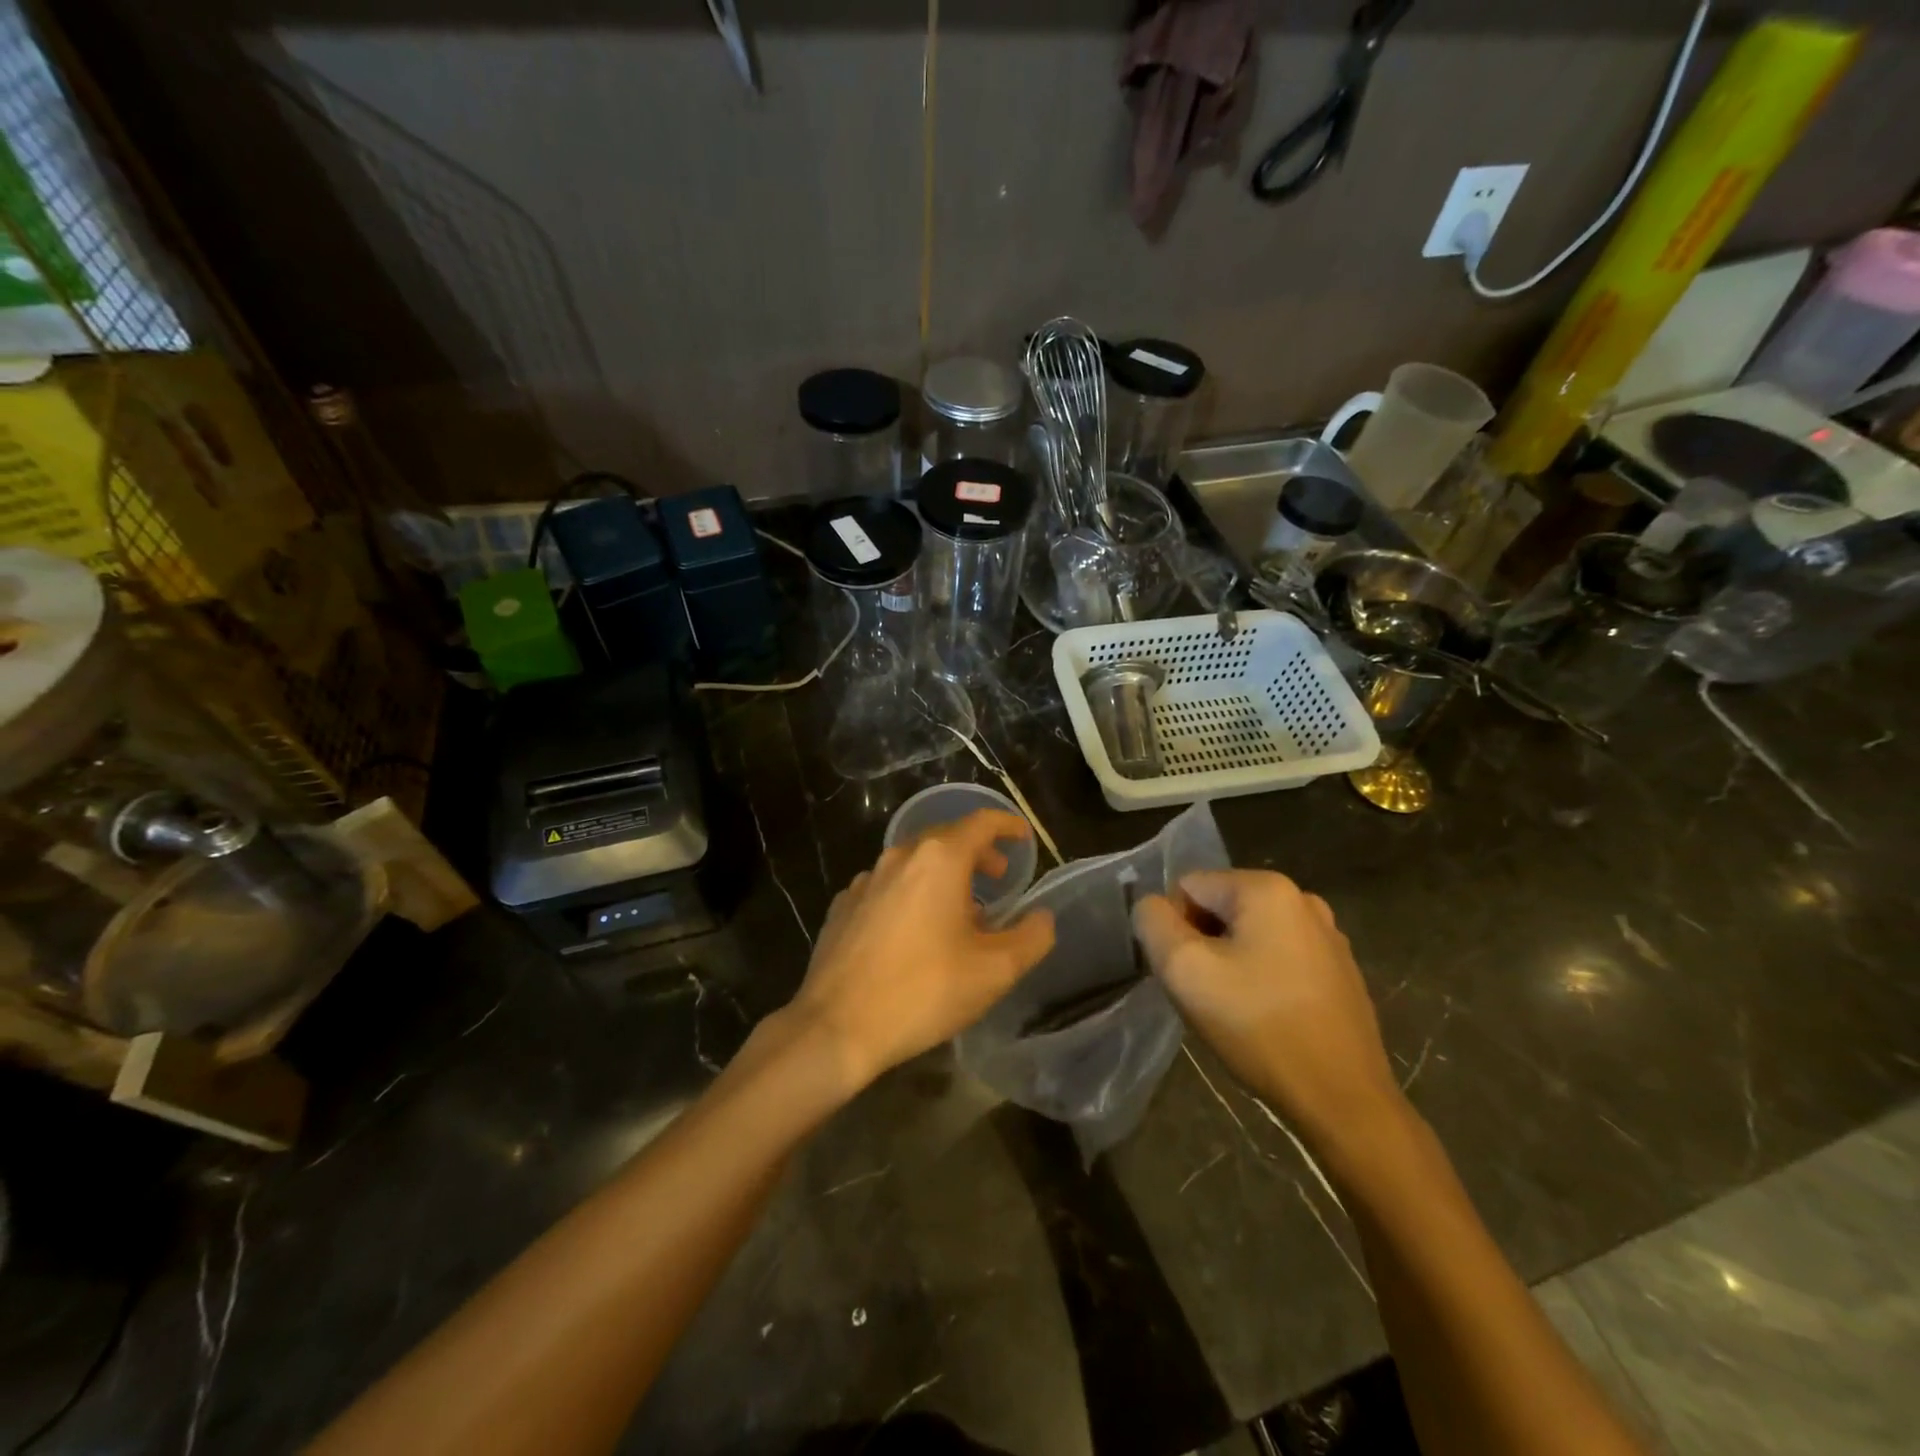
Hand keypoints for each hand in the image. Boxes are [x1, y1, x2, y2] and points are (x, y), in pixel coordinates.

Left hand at [790, 809, 1054, 1092]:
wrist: (836, 1026)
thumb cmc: (923, 991)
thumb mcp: (994, 971)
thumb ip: (1032, 937)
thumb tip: (1042, 917)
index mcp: (939, 860)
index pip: (981, 822)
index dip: (1007, 825)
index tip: (1023, 838)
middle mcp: (900, 857)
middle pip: (947, 839)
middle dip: (977, 853)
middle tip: (998, 880)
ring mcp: (865, 880)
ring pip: (915, 863)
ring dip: (944, 877)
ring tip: (960, 913)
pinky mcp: (843, 906)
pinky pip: (887, 887)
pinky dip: (911, 895)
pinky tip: (914, 932)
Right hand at [1133, 870, 1404, 1153]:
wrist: (1343, 1100)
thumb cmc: (1259, 1027)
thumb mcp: (1184, 969)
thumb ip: (1153, 923)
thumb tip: (1153, 907)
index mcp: (1267, 888)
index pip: (1188, 887)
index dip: (1173, 929)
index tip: (1188, 975)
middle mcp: (1303, 900)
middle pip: (1219, 908)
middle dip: (1202, 945)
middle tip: (1207, 995)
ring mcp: (1328, 937)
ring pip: (1248, 935)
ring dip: (1229, 964)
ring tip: (1236, 1011)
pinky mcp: (1340, 972)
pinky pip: (1279, 958)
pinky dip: (1261, 980)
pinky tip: (1267, 1020)